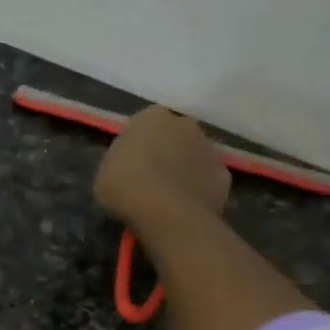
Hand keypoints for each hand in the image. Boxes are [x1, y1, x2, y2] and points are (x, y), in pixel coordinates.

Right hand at [94, 106, 230, 229]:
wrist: (165, 213)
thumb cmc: (124, 186)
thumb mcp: (104, 172)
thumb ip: (120, 161)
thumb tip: (130, 166)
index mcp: (152, 117)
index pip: (144, 124)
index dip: (138, 145)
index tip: (130, 164)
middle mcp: (185, 124)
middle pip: (175, 136)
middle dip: (167, 151)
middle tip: (152, 178)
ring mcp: (210, 148)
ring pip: (195, 156)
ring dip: (185, 169)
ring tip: (170, 196)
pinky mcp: (224, 175)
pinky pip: (208, 180)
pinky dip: (200, 189)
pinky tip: (187, 207)